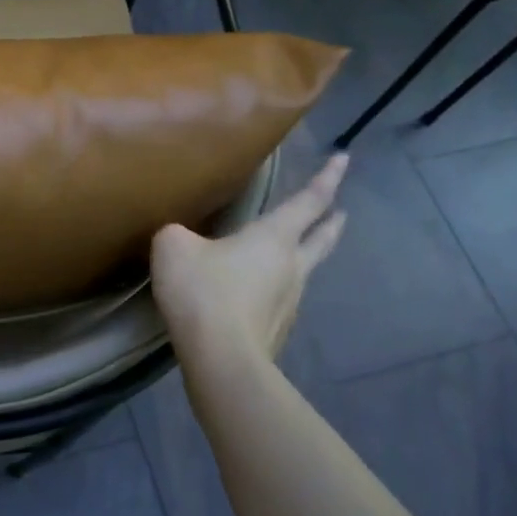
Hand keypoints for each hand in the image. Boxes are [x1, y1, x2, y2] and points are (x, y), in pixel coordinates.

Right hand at [151, 154, 348, 362]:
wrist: (220, 356)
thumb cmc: (203, 291)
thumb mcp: (172, 247)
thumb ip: (177, 233)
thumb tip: (180, 238)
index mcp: (274, 237)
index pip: (309, 201)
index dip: (328, 178)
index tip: (344, 158)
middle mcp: (292, 266)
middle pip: (322, 238)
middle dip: (331, 222)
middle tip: (341, 211)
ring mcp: (290, 302)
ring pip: (303, 272)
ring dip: (302, 259)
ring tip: (289, 256)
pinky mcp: (277, 331)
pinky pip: (279, 302)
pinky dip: (274, 292)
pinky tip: (255, 297)